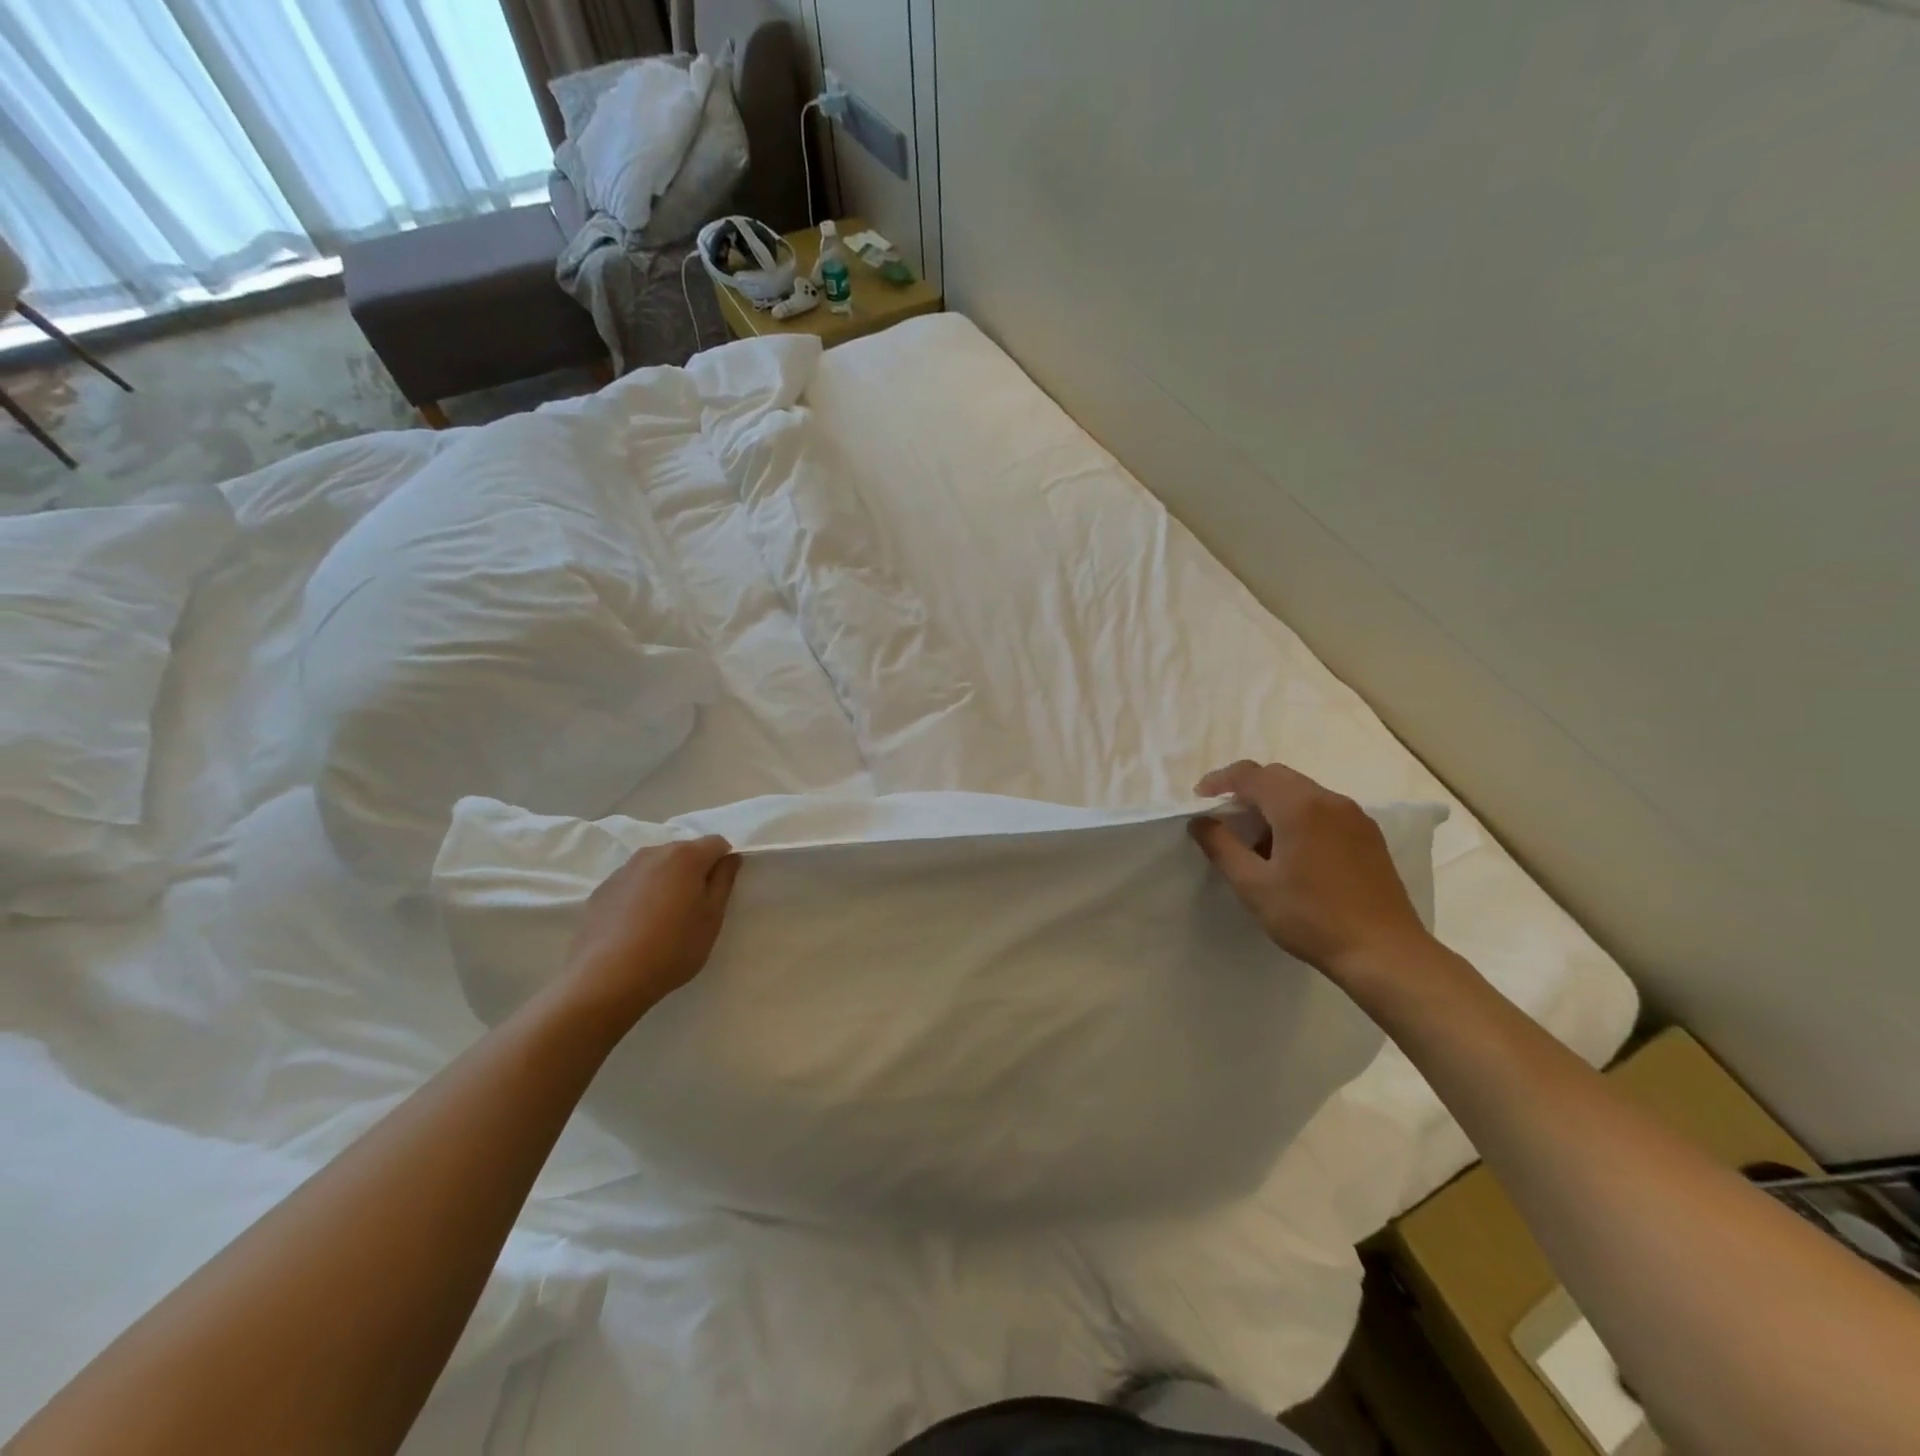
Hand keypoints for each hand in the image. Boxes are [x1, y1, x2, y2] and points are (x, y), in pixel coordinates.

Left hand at [562, 837, 740, 1026]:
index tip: (720, 891)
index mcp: (685, 856)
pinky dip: (641, 894)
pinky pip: (632, 883)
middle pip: (684, 851)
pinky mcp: (601, 891)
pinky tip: (637, 926)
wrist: (607, 978)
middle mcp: (652, 853)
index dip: (724, 862)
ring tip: (664, 917)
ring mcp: (623, 870)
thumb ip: (724, 880)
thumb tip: (729, 858)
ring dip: (666, 881)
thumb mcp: (712, 917)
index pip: (716, 843)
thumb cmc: (673, 946)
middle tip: (694, 906)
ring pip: (656, 866)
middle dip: (694, 870)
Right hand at [1190, 759, 1431, 981]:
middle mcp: (1329, 800)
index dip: (1220, 780)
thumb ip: (1221, 846)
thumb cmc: (1311, 917)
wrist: (1384, 952)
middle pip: (1277, 777)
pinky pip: (1324, 810)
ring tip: (1258, 841)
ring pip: (1303, 792)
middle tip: (1226, 819)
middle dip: (1246, 790)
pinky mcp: (1369, 836)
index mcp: (1298, 807)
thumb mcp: (1253, 885)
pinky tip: (1293, 852)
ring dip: (1273, 804)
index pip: (1250, 774)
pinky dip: (1299, 816)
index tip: (1200, 798)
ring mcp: (1354, 816)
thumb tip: (1200, 822)